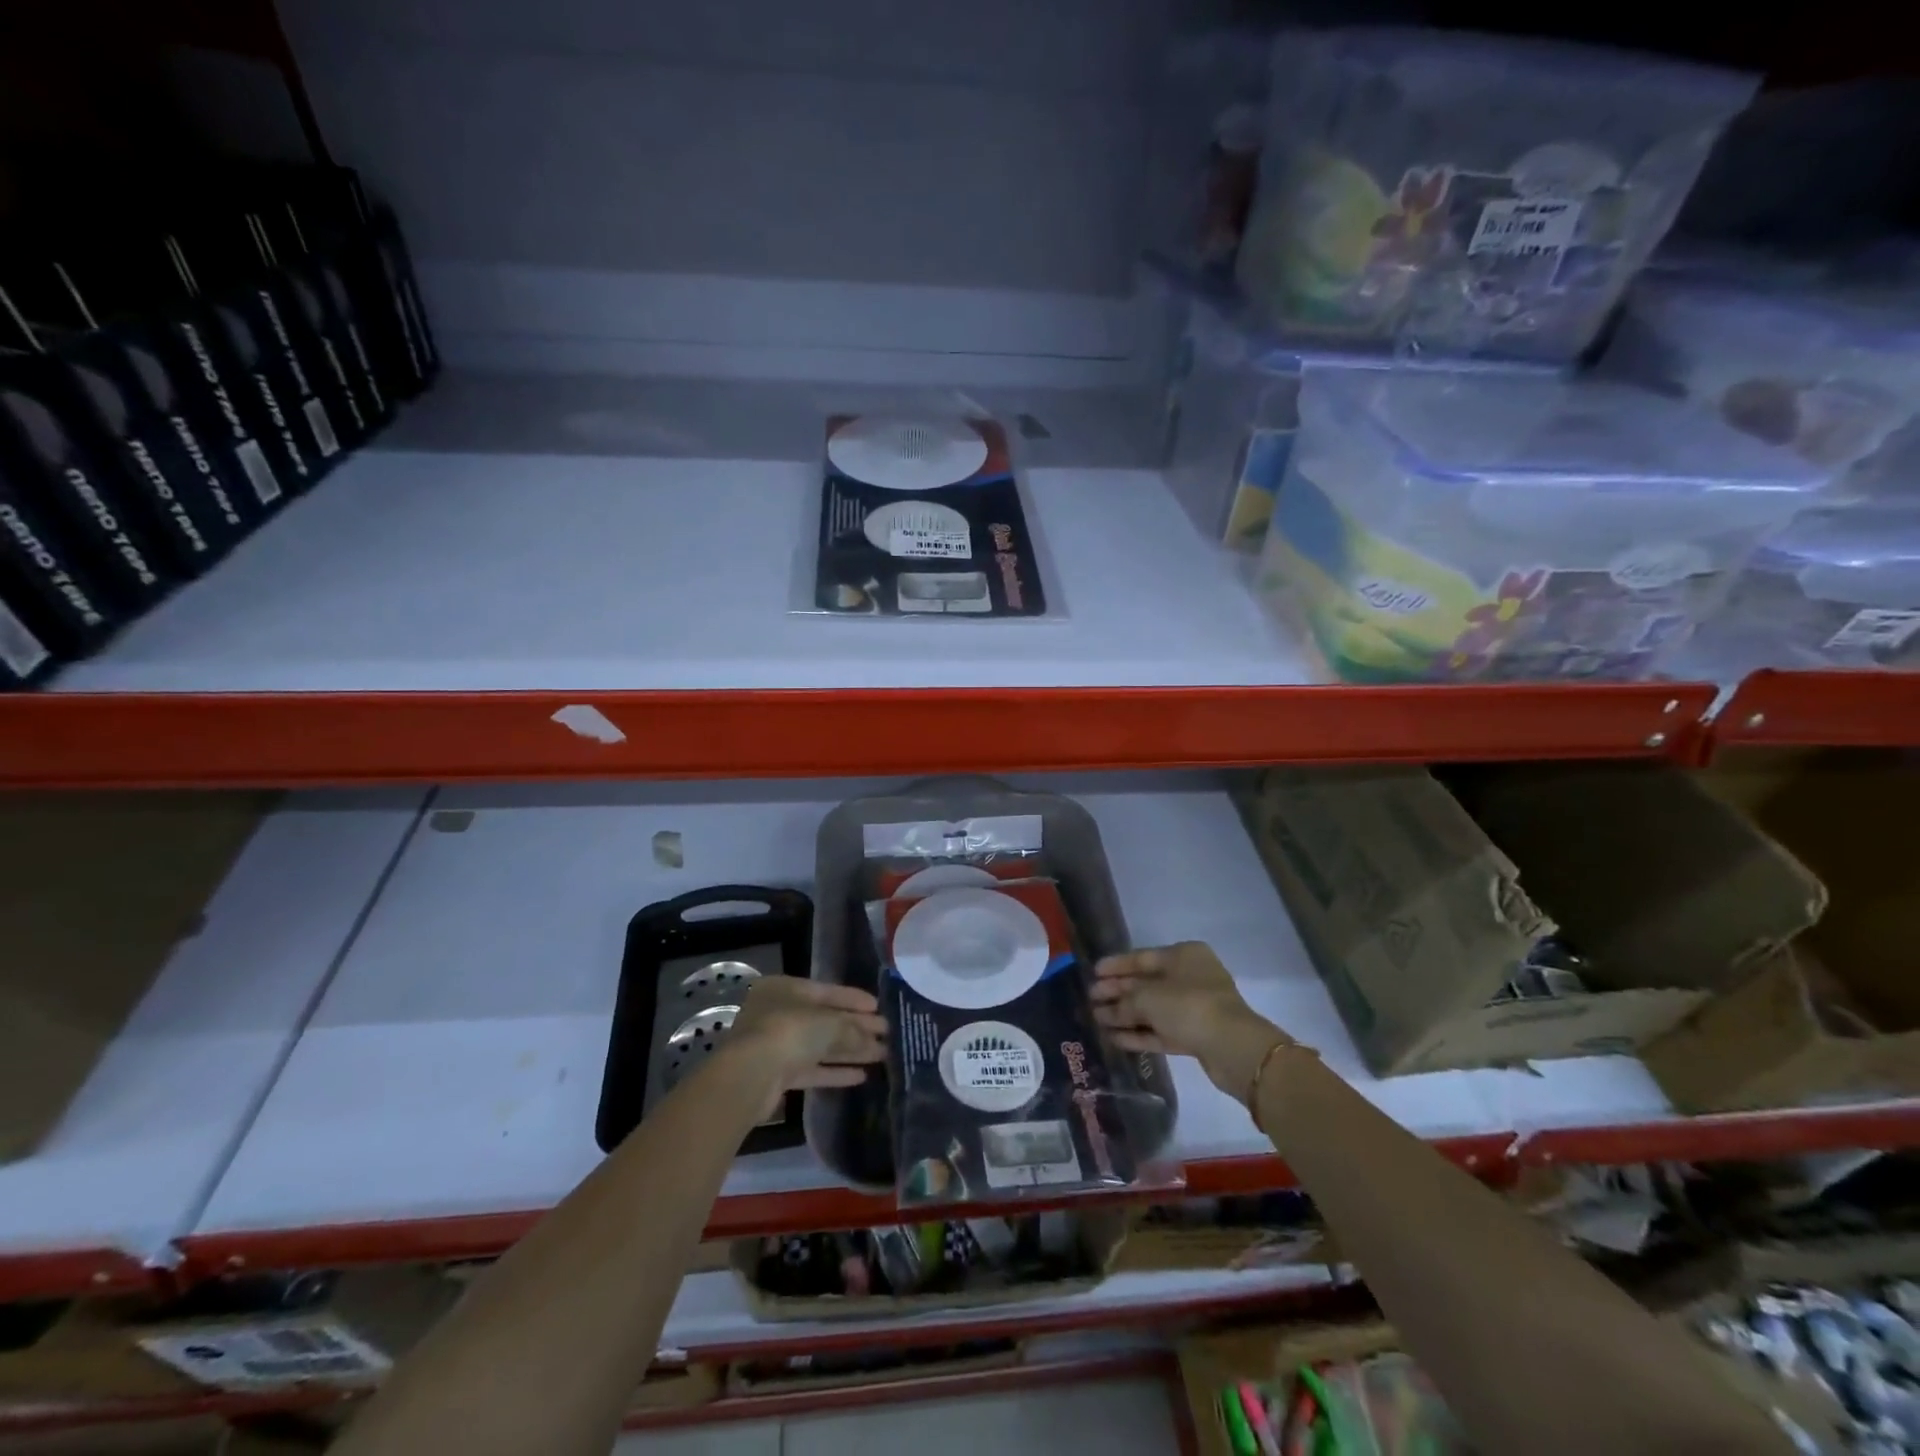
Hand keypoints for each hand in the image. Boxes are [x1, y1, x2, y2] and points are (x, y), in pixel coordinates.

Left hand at [727, 977, 887, 1108]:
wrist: (750, 1076)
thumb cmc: (790, 1032)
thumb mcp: (829, 1023)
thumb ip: (853, 1029)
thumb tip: (874, 1039)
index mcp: (785, 989)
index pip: (827, 991)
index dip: (854, 999)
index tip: (878, 1008)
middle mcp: (779, 1013)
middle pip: (825, 1020)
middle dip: (856, 1028)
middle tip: (886, 1033)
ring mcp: (776, 1045)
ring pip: (820, 1046)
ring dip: (850, 1051)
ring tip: (881, 1055)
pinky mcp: (777, 1075)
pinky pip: (812, 1069)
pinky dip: (835, 1071)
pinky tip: (861, 1075)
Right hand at [1091, 942, 1290, 1101]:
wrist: (1233, 1048)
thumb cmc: (1189, 1006)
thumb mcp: (1148, 997)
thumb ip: (1124, 1001)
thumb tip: (1105, 1009)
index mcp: (1183, 956)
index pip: (1142, 957)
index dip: (1116, 965)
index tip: (1093, 972)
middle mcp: (1190, 977)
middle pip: (1146, 983)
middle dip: (1118, 992)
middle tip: (1090, 998)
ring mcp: (1194, 1008)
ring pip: (1153, 1009)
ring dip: (1125, 1015)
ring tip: (1097, 1019)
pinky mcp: (1195, 1035)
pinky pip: (1161, 1030)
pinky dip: (1140, 1033)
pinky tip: (1115, 1038)